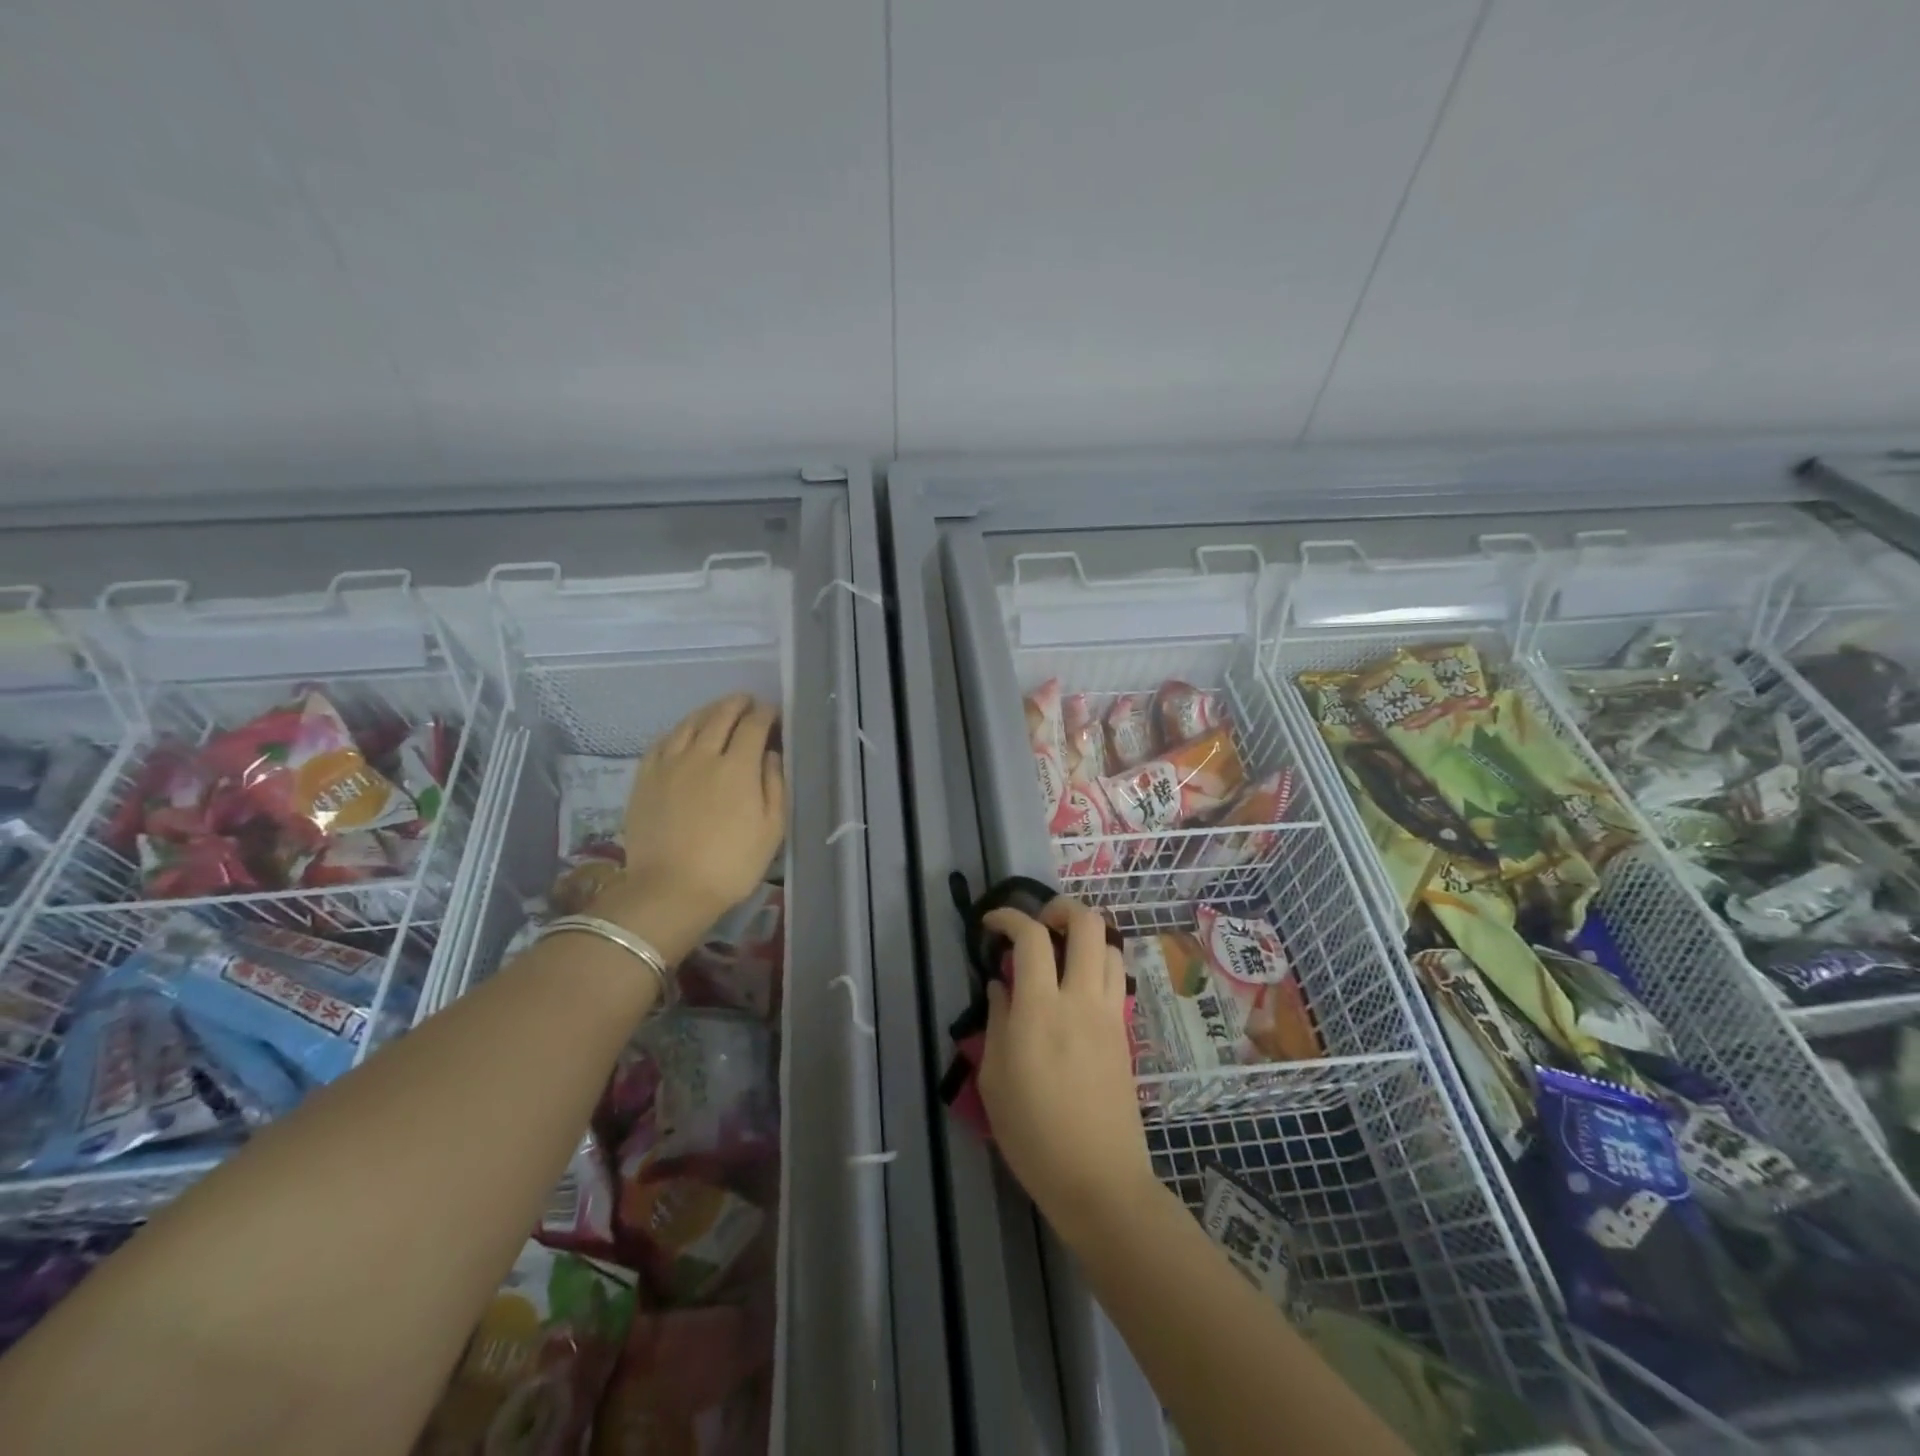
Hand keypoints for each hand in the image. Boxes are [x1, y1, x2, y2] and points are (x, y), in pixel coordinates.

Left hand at [597, 695, 784, 935]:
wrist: (670, 889)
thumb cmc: (731, 864)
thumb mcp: (771, 829)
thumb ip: (775, 785)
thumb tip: (771, 754)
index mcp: (738, 767)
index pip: (754, 725)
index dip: (766, 714)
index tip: (773, 713)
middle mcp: (703, 754)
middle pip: (721, 715)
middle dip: (738, 704)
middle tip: (747, 702)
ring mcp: (670, 763)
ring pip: (690, 723)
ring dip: (708, 711)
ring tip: (719, 710)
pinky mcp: (645, 777)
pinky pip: (663, 741)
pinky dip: (679, 729)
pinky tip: (684, 733)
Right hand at [977, 898, 1157, 1243]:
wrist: (1099, 1180)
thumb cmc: (1034, 1135)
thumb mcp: (995, 1079)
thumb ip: (997, 1021)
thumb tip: (1001, 984)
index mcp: (1040, 1009)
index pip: (1031, 937)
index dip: (1009, 917)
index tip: (992, 923)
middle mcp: (1080, 999)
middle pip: (1086, 923)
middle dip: (1061, 908)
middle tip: (1038, 923)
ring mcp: (1109, 1013)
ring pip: (1109, 945)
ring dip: (1084, 935)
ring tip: (1060, 952)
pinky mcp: (1124, 1031)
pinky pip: (1115, 977)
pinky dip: (1096, 964)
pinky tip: (1076, 987)